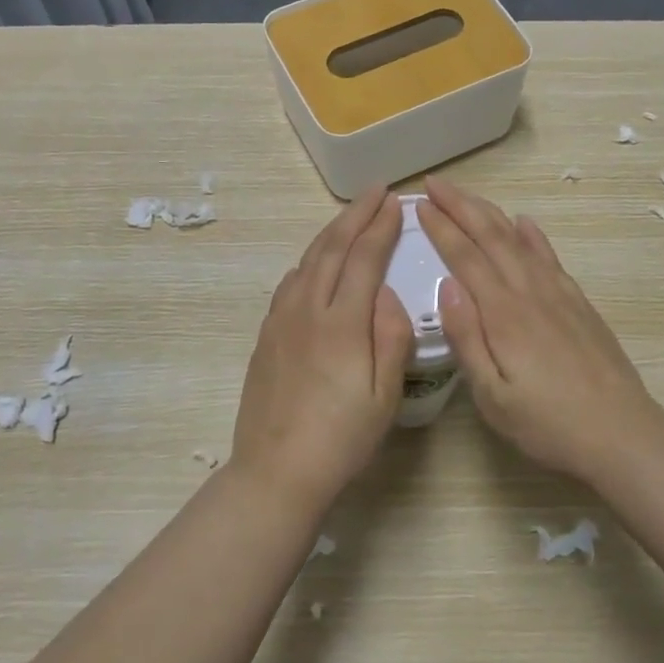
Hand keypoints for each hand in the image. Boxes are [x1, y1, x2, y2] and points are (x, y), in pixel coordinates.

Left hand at [230, 187, 413, 508]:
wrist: (277, 470)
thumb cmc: (341, 438)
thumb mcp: (384, 394)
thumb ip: (391, 336)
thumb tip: (388, 293)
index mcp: (342, 323)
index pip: (364, 259)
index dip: (381, 227)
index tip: (397, 203)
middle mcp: (307, 310)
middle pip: (332, 248)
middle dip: (355, 215)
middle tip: (376, 192)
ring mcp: (281, 321)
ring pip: (307, 260)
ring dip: (330, 232)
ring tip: (350, 217)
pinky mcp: (266, 335)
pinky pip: (290, 282)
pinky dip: (309, 260)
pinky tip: (315, 262)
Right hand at [420, 176, 663, 482]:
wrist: (622, 434)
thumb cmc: (547, 424)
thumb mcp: (493, 397)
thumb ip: (467, 339)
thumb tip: (446, 286)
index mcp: (503, 315)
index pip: (466, 258)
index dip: (442, 228)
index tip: (420, 204)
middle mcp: (530, 293)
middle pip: (492, 237)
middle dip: (461, 206)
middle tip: (435, 184)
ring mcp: (558, 295)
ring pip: (519, 240)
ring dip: (490, 213)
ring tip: (467, 195)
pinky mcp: (579, 304)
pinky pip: (550, 258)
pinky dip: (533, 235)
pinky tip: (525, 223)